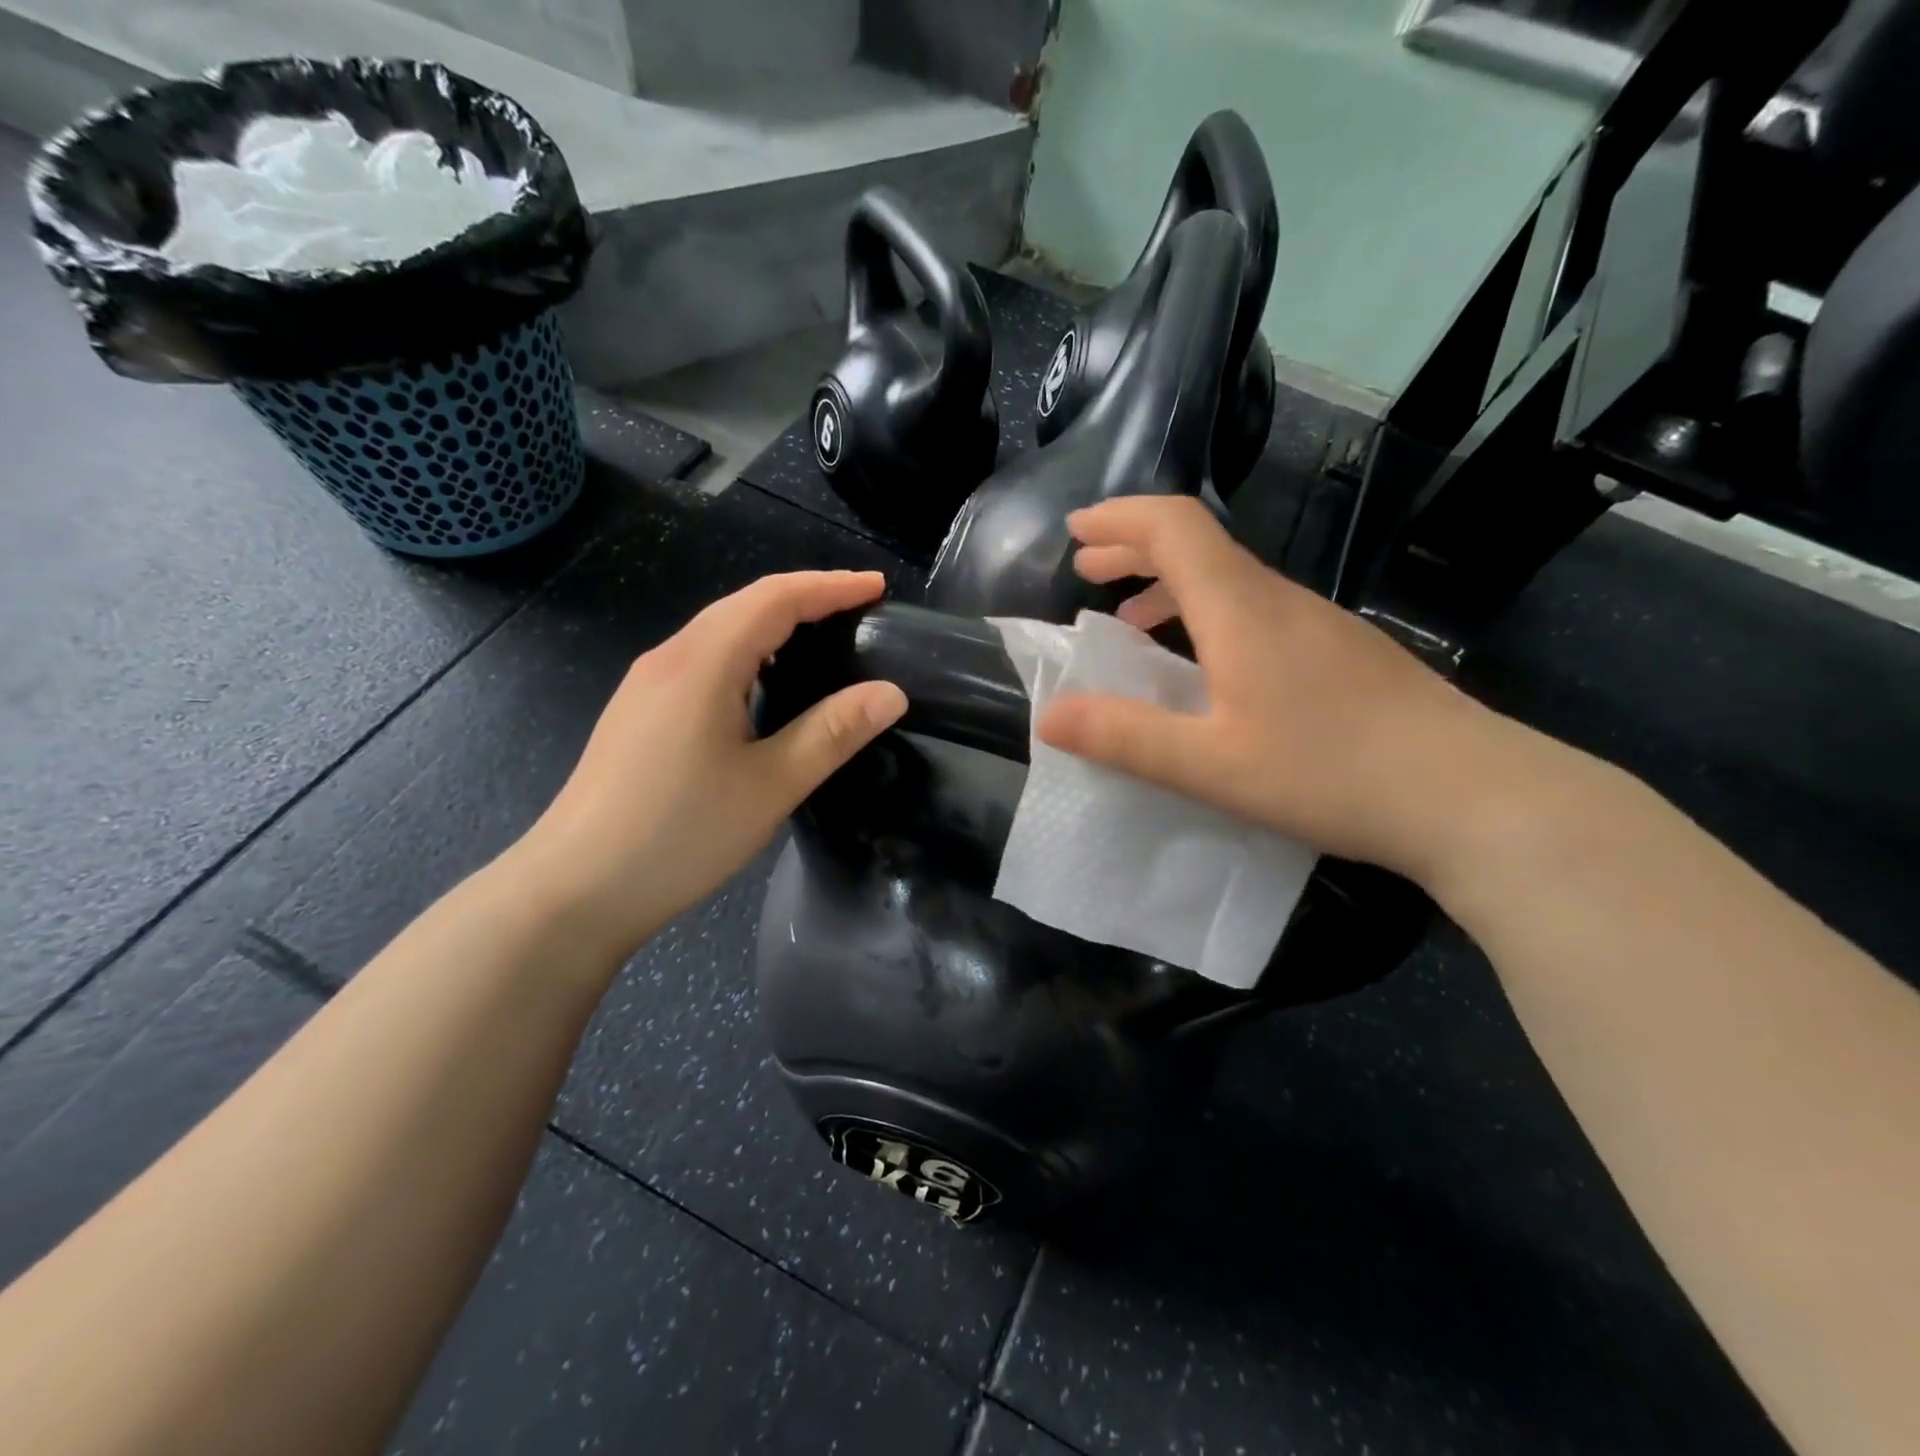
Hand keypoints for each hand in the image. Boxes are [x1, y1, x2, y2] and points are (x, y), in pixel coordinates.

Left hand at [508, 571, 906, 960]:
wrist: (576, 888)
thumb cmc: (680, 834)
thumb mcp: (771, 785)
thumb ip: (833, 732)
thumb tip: (891, 693)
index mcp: (703, 663)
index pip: (775, 598)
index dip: (830, 586)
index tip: (878, 587)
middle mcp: (670, 658)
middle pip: (745, 605)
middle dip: (806, 598)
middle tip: (860, 611)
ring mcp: (647, 684)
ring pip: (721, 631)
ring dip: (775, 624)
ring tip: (824, 639)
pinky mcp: (639, 712)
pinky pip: (703, 659)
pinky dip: (748, 652)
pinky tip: (765, 684)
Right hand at [1036, 496, 1527, 883]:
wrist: (1472, 795)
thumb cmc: (1331, 773)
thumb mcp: (1210, 766)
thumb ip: (1124, 737)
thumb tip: (1049, 715)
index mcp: (1241, 609)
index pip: (1175, 526)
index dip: (1120, 517)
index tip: (1076, 531)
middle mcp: (1278, 600)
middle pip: (1198, 545)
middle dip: (1134, 547)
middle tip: (1087, 569)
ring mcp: (1317, 624)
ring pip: (1228, 579)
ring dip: (1170, 584)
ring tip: (1130, 619)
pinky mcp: (1340, 653)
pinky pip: (1255, 610)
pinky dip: (1207, 615)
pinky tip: (1206, 666)